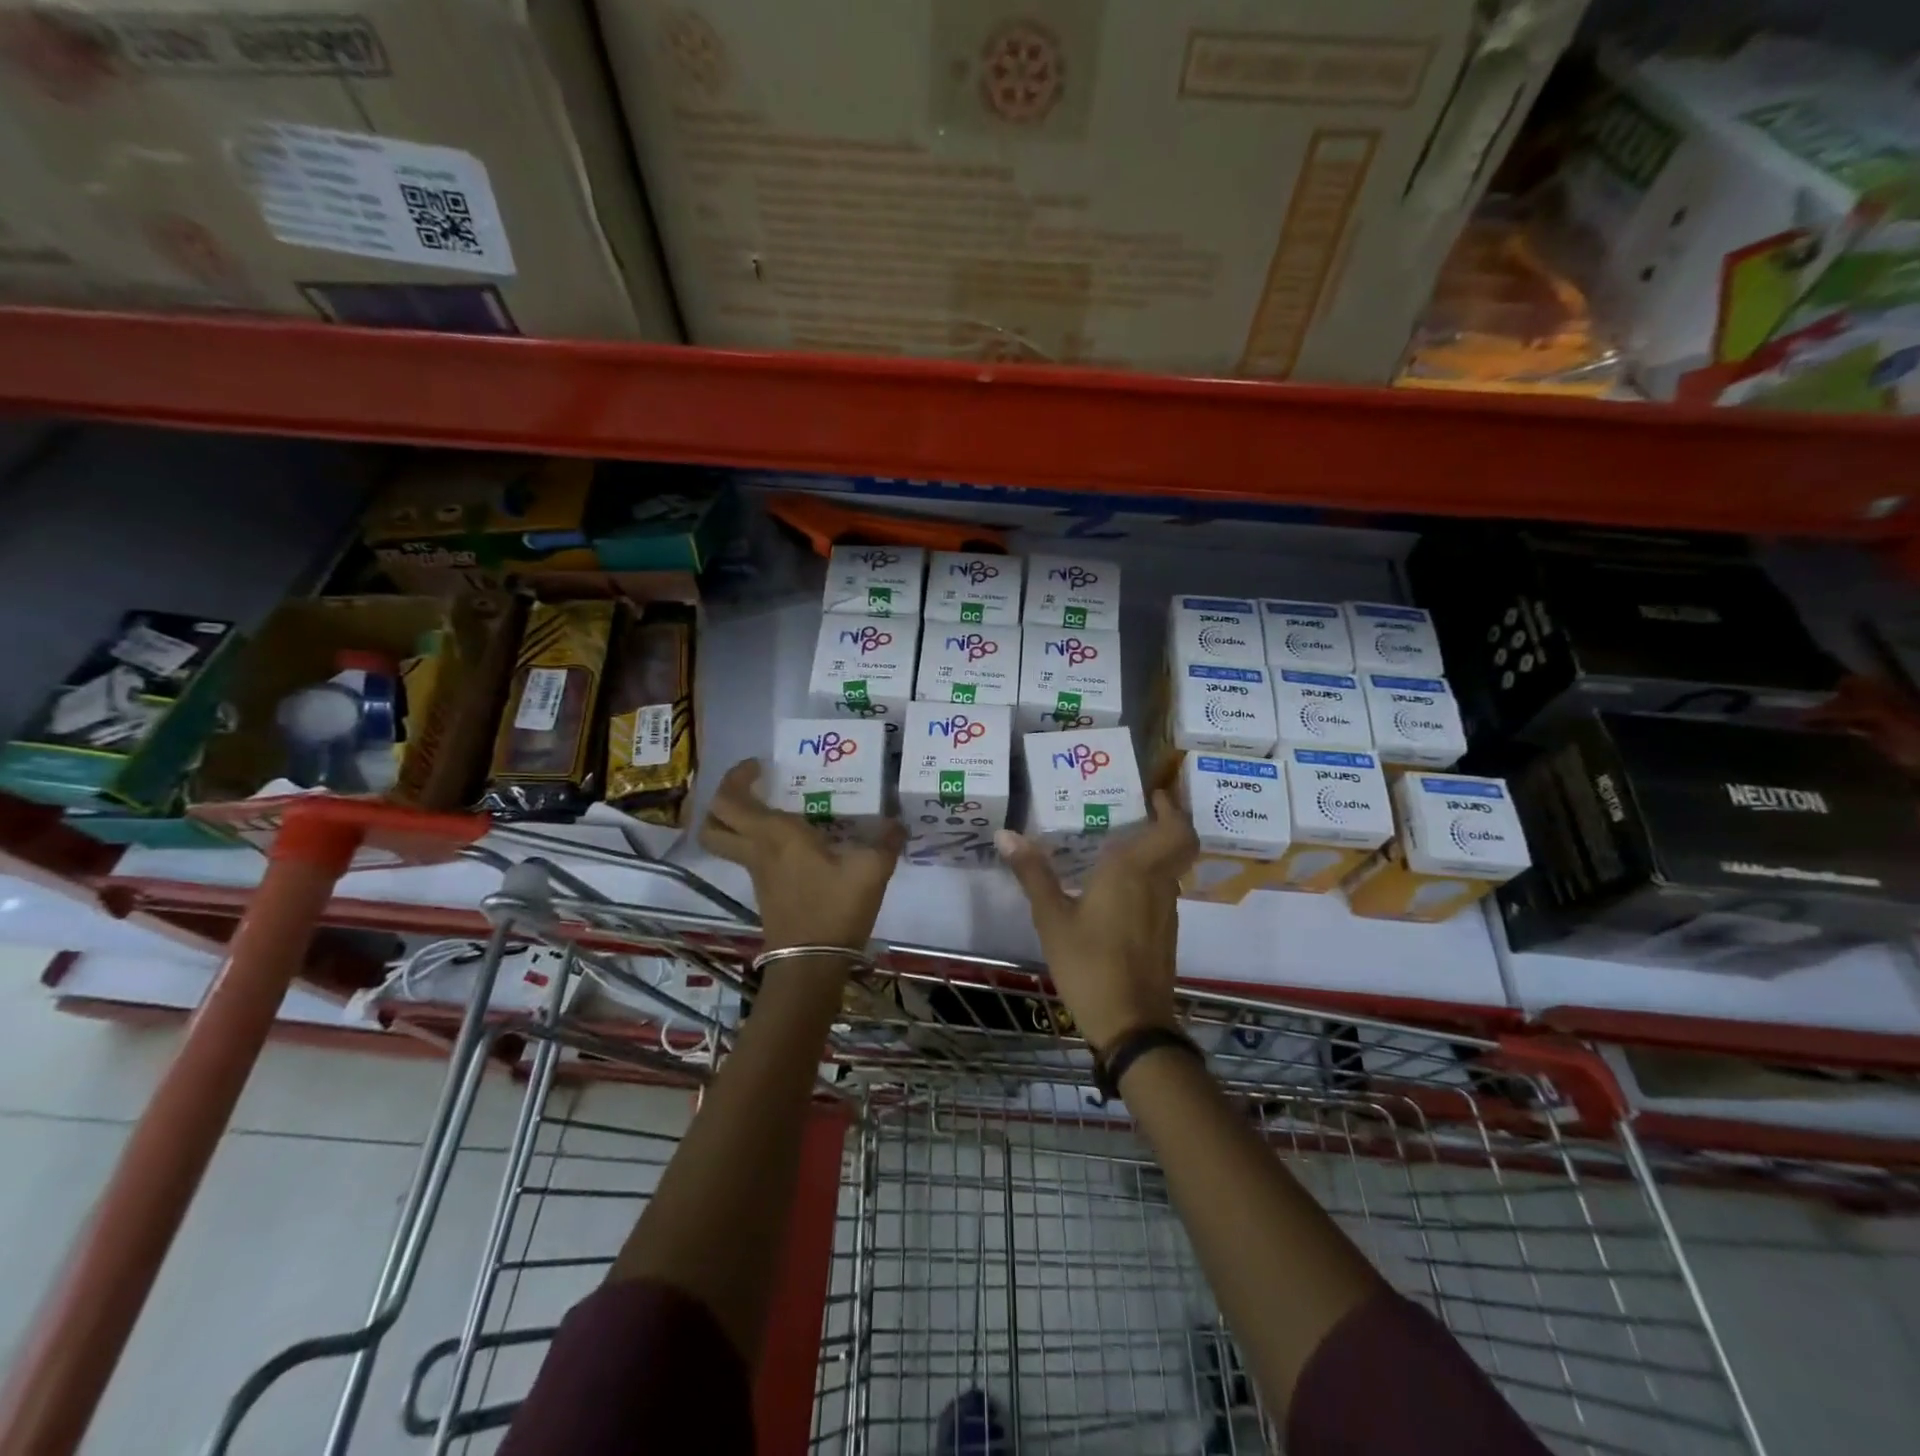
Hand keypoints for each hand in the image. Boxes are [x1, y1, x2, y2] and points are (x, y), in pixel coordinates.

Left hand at [698, 758, 904, 951]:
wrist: (812, 964)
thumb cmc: (835, 908)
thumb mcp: (871, 869)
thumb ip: (886, 841)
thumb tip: (898, 823)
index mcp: (775, 835)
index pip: (730, 800)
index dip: (735, 777)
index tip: (760, 766)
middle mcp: (757, 851)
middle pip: (713, 822)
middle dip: (724, 799)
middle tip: (753, 787)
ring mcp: (757, 874)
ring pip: (727, 842)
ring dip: (737, 821)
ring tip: (773, 808)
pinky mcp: (766, 892)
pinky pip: (750, 857)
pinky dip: (759, 842)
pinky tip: (796, 842)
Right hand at [995, 790, 1197, 1053]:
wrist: (1132, 1024)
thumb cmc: (1089, 964)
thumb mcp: (1052, 918)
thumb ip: (1033, 874)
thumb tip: (1006, 834)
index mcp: (1134, 870)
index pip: (1175, 829)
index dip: (1172, 808)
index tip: (1154, 793)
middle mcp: (1158, 883)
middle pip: (1179, 844)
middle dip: (1166, 823)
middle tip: (1136, 809)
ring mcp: (1166, 911)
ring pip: (1169, 868)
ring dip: (1153, 850)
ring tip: (1114, 842)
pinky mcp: (1164, 933)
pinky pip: (1160, 890)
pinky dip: (1147, 877)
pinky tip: (1114, 888)